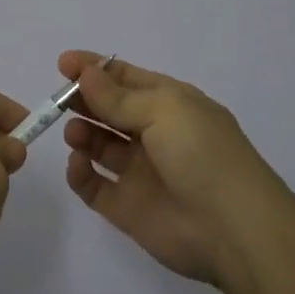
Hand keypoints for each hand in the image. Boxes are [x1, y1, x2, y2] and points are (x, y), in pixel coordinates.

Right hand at [60, 50, 290, 288]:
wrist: (234, 230)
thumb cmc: (202, 154)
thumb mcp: (164, 111)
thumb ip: (118, 97)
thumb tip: (85, 74)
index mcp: (169, 103)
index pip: (125, 78)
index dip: (94, 69)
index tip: (63, 64)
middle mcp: (154, 134)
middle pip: (109, 110)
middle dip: (83, 100)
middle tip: (60, 100)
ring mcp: (140, 172)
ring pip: (100, 145)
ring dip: (82, 133)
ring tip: (75, 133)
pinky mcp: (128, 208)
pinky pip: (95, 186)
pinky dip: (80, 174)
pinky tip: (78, 164)